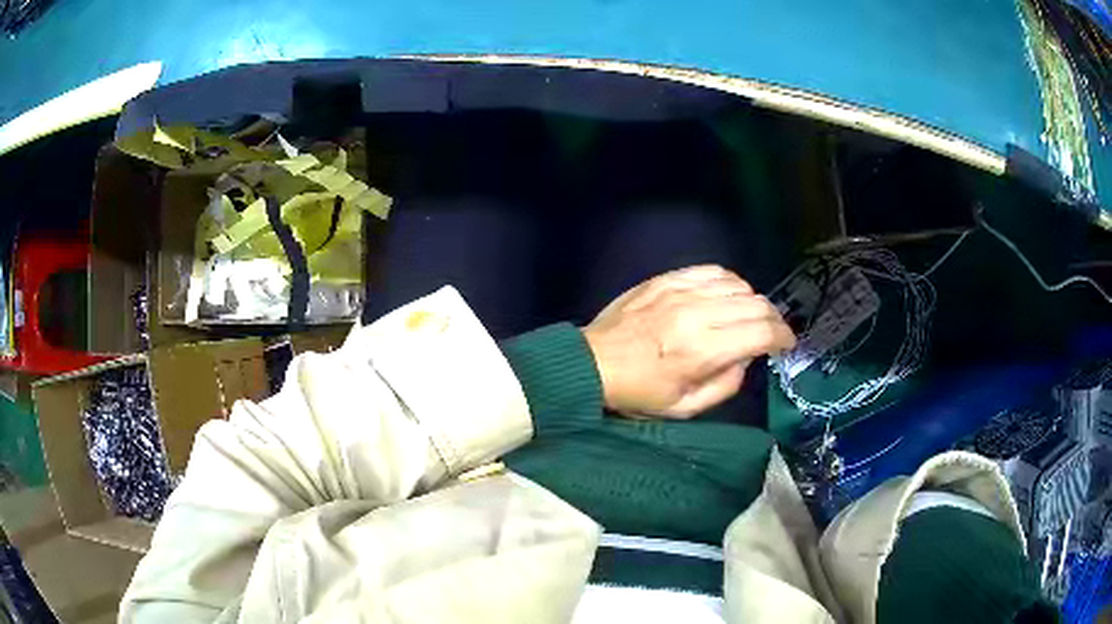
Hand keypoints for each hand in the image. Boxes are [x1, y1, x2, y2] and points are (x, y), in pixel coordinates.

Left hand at [582, 265, 795, 418]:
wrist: (592, 363)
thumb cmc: (638, 392)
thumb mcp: (684, 408)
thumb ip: (725, 385)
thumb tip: (746, 359)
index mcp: (702, 350)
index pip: (761, 332)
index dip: (783, 337)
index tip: (786, 344)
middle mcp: (697, 314)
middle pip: (756, 304)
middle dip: (773, 319)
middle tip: (771, 332)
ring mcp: (680, 291)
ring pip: (737, 284)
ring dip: (751, 301)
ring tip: (746, 316)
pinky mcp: (667, 279)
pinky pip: (711, 270)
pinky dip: (728, 282)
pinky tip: (724, 296)